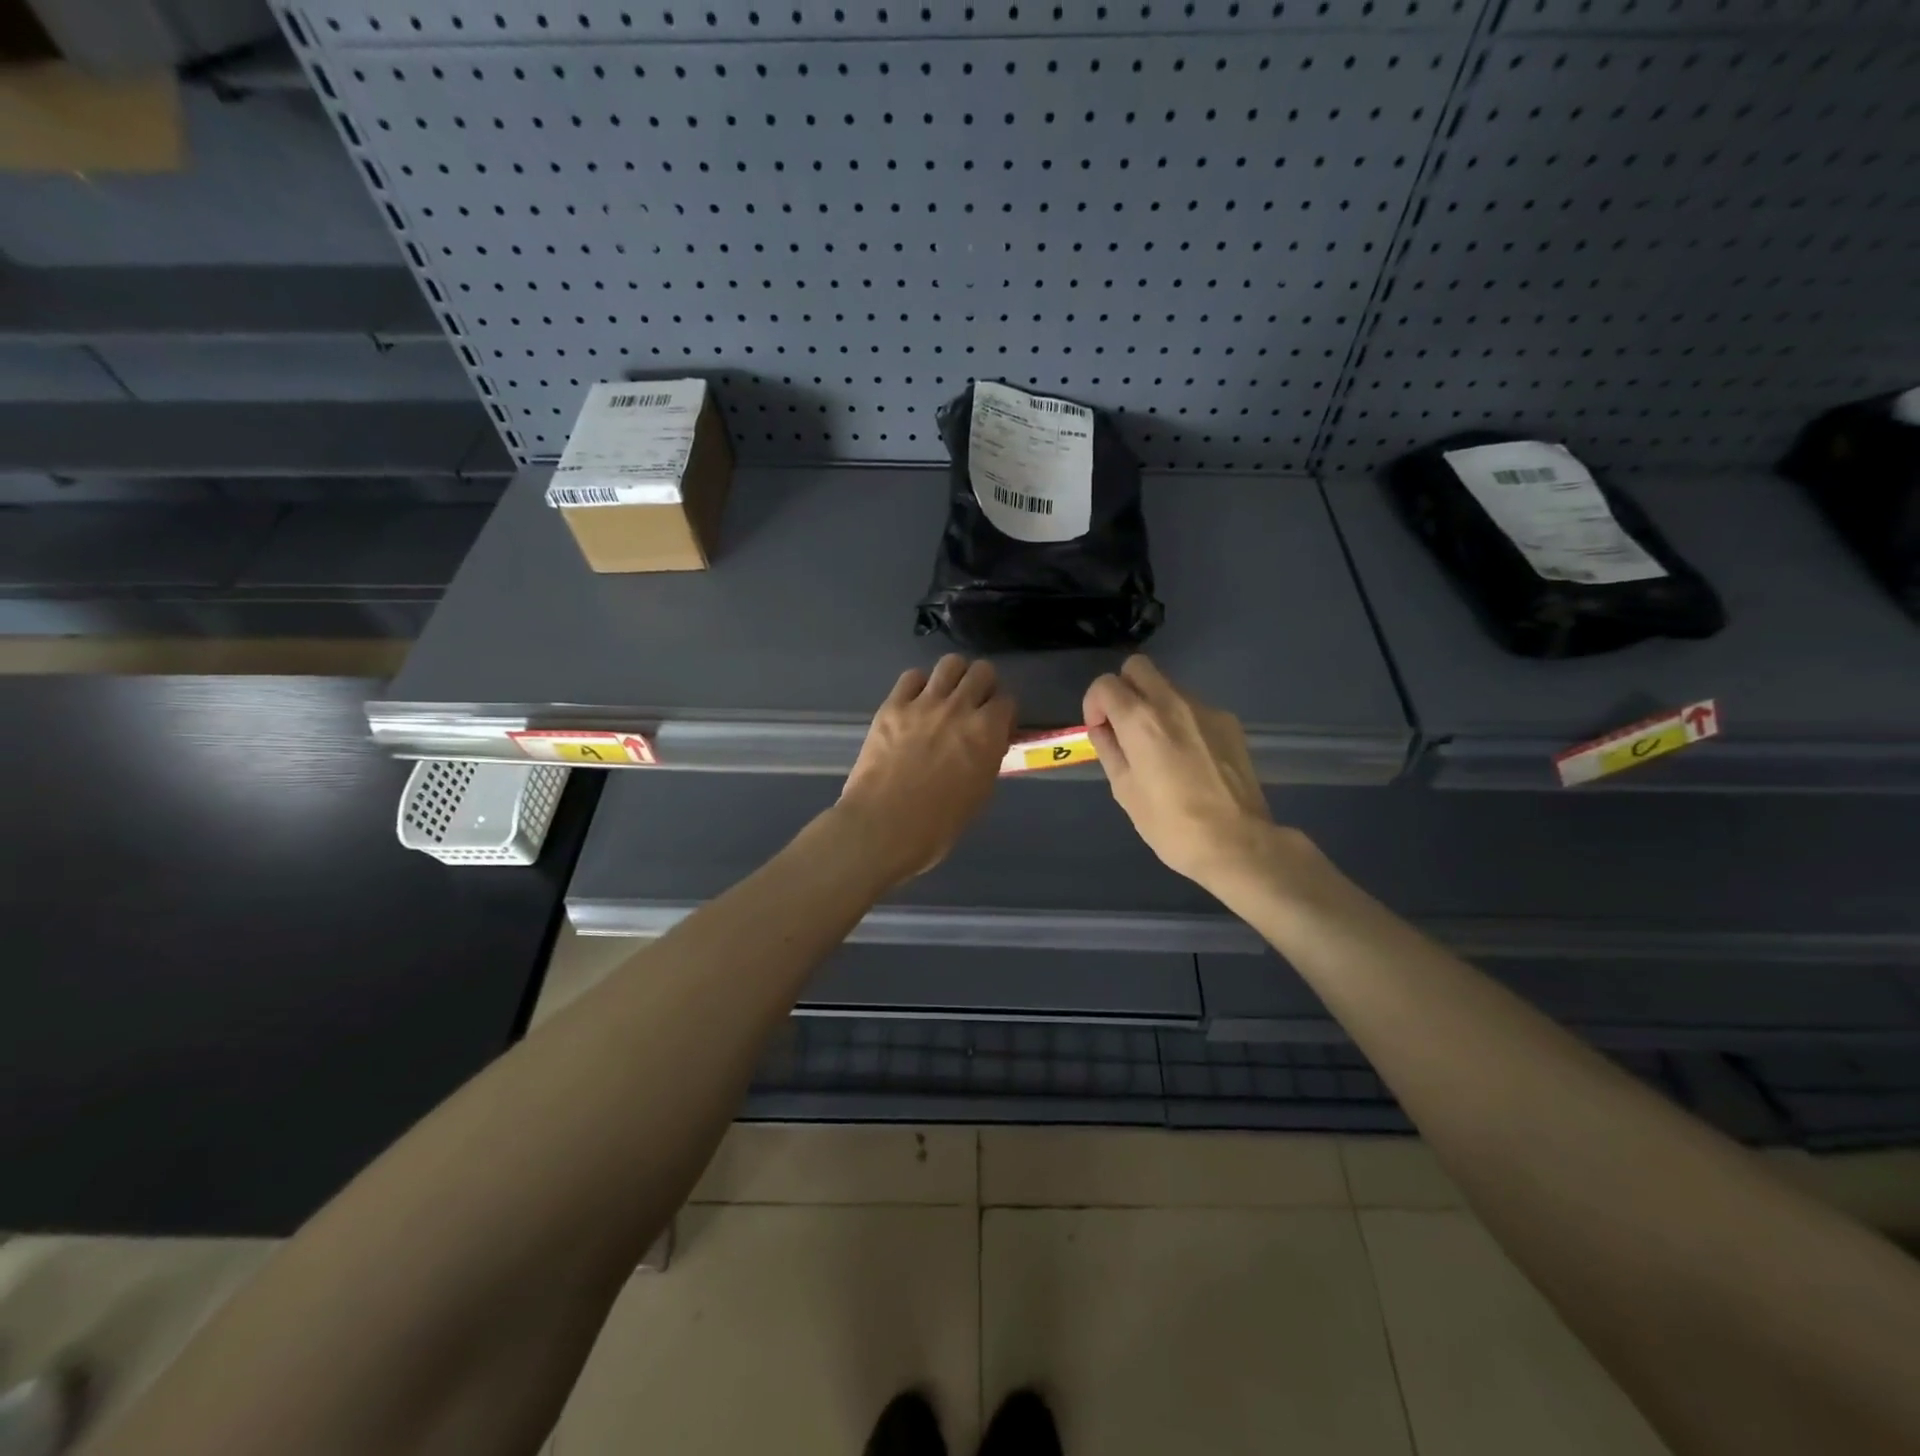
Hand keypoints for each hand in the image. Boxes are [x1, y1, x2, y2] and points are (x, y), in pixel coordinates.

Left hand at [834, 655, 1015, 888]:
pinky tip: (916, 702)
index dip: (1004, 713)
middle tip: (975, 705)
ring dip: (954, 676)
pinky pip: (911, 677)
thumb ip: (987, 760)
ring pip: (950, 663)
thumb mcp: (980, 794)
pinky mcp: (893, 706)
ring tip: (947, 695)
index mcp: (987, 732)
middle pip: (982, 671)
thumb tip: (987, 746)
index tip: (997, 726)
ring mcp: (924, 703)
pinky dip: (919, 685)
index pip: (1007, 701)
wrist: (884, 826)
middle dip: (983, 685)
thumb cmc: (939, 824)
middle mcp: (960, 708)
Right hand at [1084, 655, 1290, 889]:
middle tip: (1124, 726)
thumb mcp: (1125, 790)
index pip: (1105, 683)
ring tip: (1159, 748)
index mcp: (1140, 720)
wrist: (1237, 843)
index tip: (1101, 731)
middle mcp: (1172, 702)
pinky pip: (1193, 708)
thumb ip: (1109, 750)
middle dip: (1123, 689)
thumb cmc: (1171, 824)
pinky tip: (1188, 757)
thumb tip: (1103, 729)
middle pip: (1138, 667)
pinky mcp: (1229, 722)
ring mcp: (1205, 709)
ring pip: (1167, 687)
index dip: (1094, 704)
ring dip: (1153, 705)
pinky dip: (1180, 720)